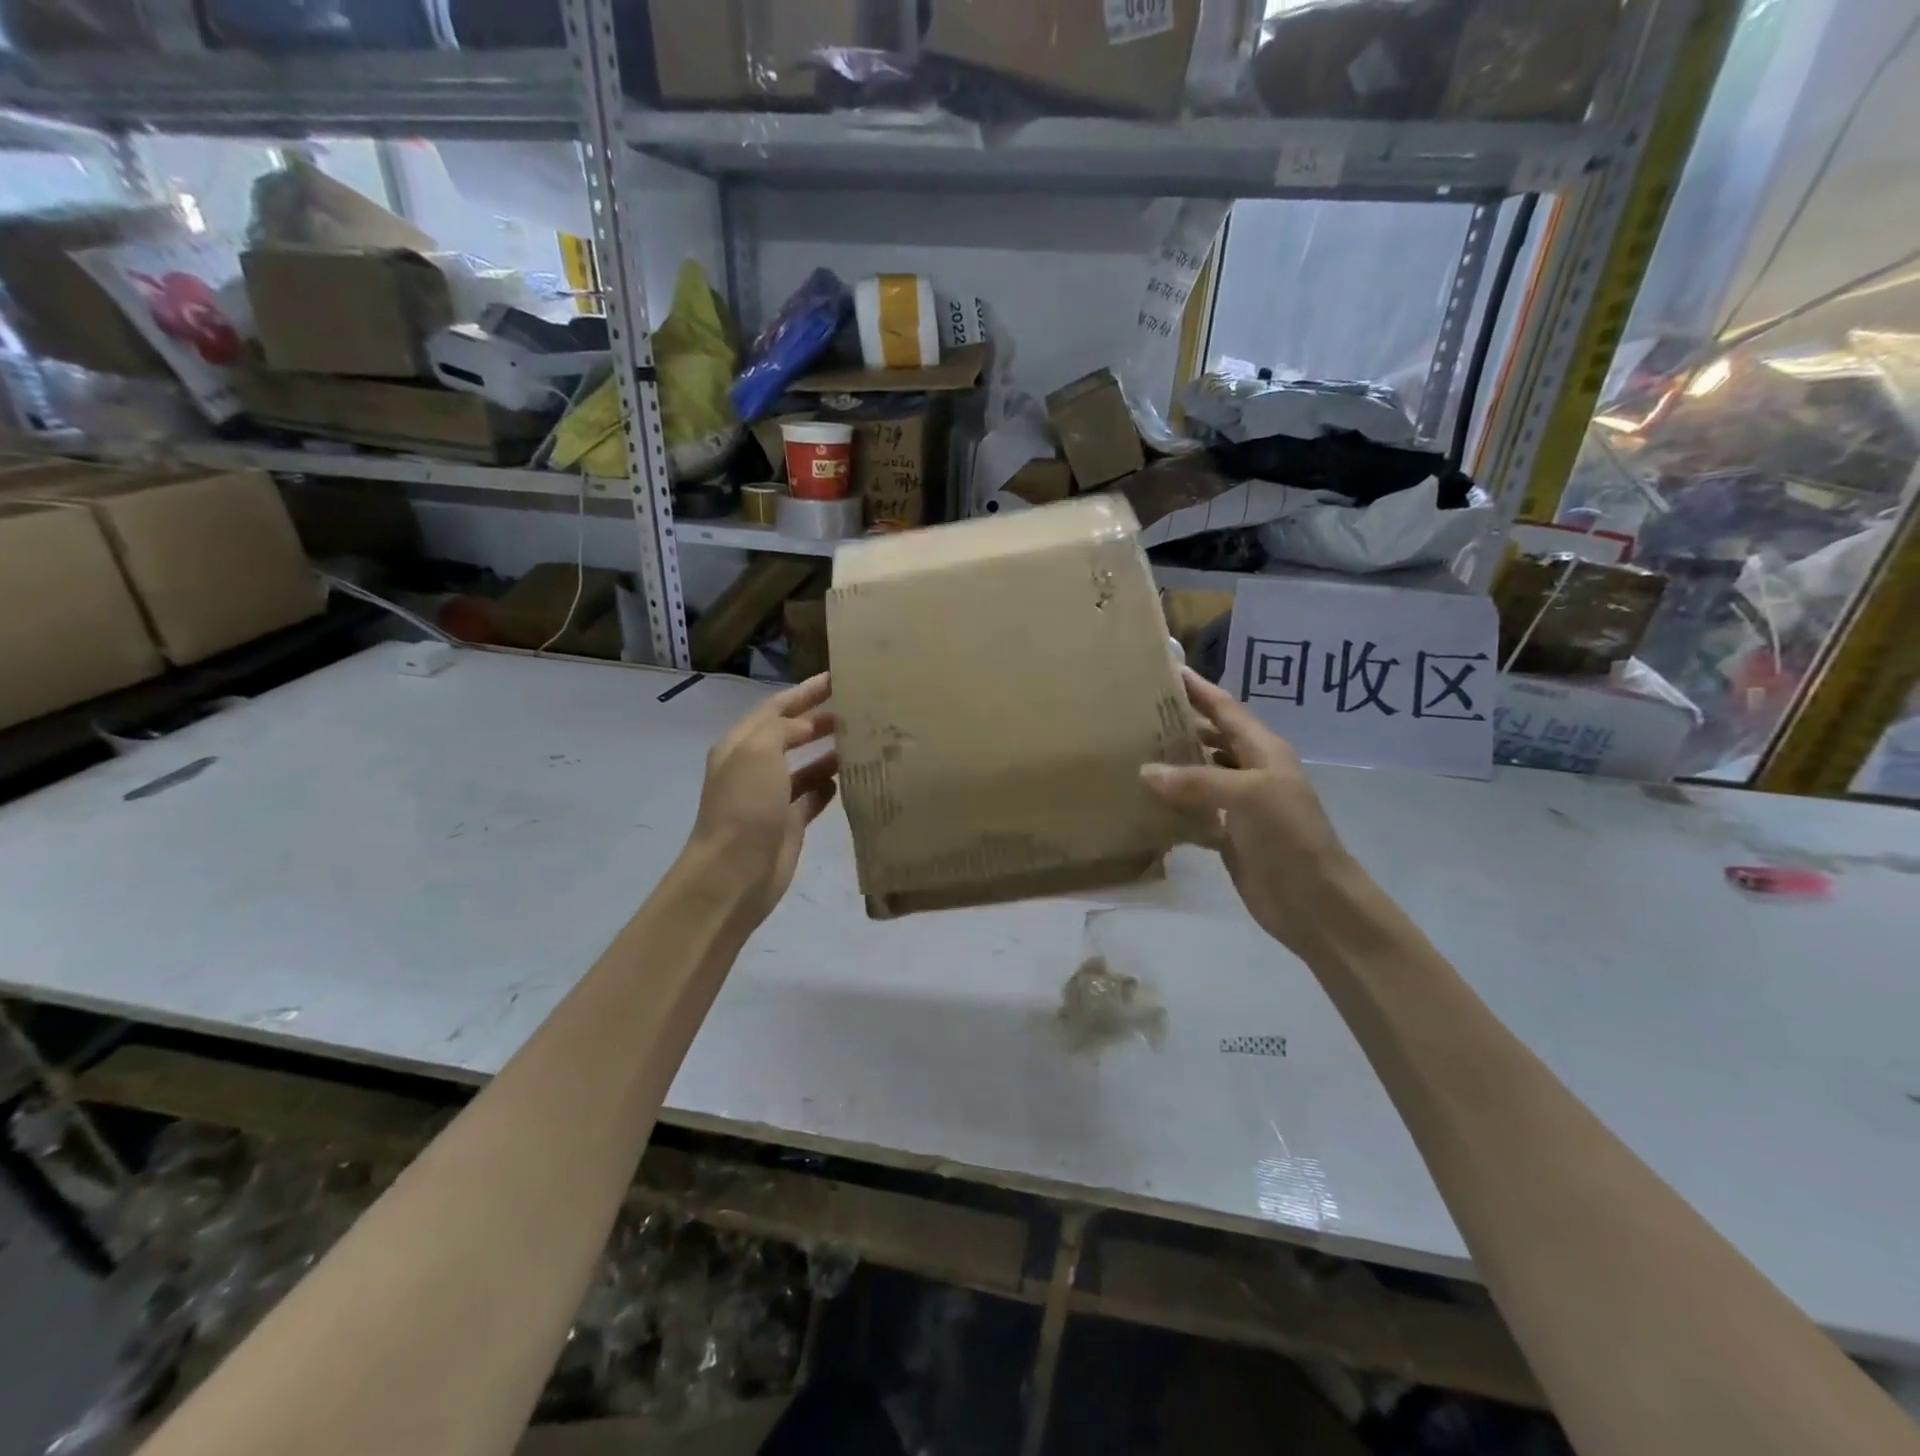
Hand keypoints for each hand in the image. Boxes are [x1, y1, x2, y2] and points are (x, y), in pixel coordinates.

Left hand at [687, 674, 838, 923]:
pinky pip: (813, 797)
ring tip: (862, 740)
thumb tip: (808, 728)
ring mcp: (772, 797)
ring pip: (805, 766)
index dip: (805, 692)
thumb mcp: (758, 751)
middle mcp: (755, 767)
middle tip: (857, 708)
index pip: (776, 707)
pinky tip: (849, 780)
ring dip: (828, 752)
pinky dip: (829, 787)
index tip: (837, 678)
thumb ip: (783, 729)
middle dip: (819, 719)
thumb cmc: (744, 805)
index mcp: (741, 744)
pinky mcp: (789, 824)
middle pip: (791, 734)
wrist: (734, 872)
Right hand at [1141, 670, 1359, 956]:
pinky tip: (1143, 800)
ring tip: (1132, 750)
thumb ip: (1197, 781)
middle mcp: (1252, 770)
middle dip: (1180, 722)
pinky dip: (1172, 803)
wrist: (1314, 901)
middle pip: (1212, 737)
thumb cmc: (1289, 836)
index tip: (1166, 668)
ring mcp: (1240, 804)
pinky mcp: (1229, 834)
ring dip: (1173, 762)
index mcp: (1263, 750)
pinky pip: (1194, 809)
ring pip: (1201, 772)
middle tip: (1137, 711)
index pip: (1226, 709)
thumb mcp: (1248, 796)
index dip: (1199, 689)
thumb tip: (1145, 771)